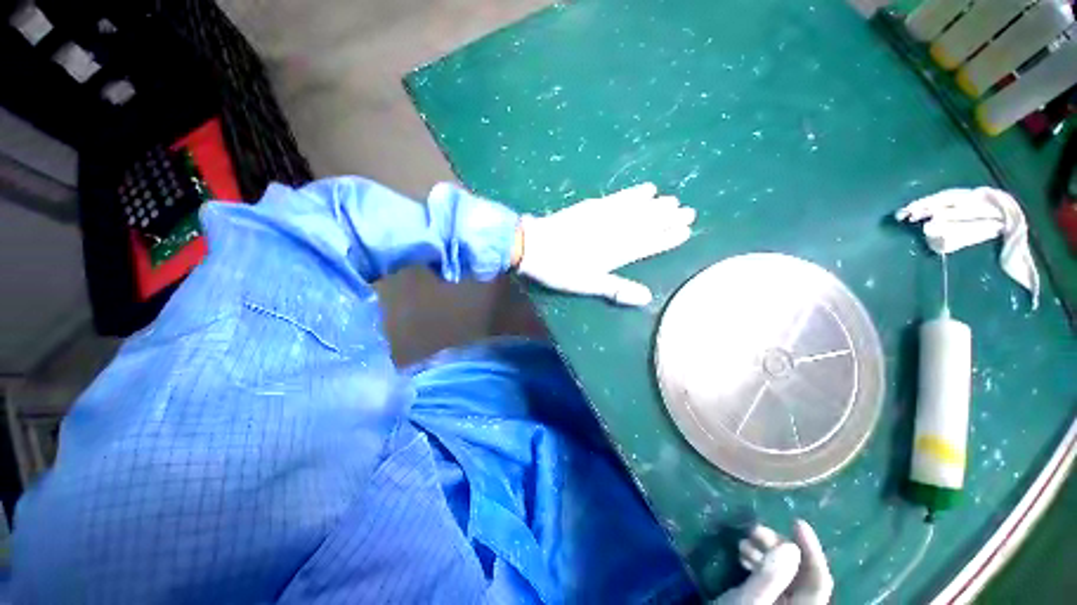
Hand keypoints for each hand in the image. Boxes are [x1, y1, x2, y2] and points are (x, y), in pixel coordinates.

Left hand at [515, 183, 694, 305]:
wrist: (533, 246)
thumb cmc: (559, 269)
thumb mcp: (587, 285)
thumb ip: (616, 289)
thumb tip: (646, 297)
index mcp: (614, 253)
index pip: (647, 244)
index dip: (666, 239)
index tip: (685, 231)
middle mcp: (614, 232)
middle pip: (646, 224)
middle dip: (667, 219)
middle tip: (689, 211)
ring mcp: (603, 217)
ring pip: (636, 210)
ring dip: (656, 205)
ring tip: (673, 200)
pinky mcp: (591, 207)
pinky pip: (618, 198)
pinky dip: (633, 193)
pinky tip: (645, 189)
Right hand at [715, 520, 832, 604]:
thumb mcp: (748, 600)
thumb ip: (770, 578)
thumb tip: (791, 546)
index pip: (820, 582)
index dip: (812, 551)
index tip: (796, 522)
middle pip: (800, 574)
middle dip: (779, 548)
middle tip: (754, 530)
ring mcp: (780, 604)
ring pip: (783, 573)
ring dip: (765, 552)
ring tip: (742, 541)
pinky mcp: (764, 599)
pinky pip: (768, 576)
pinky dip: (757, 561)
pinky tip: (742, 553)